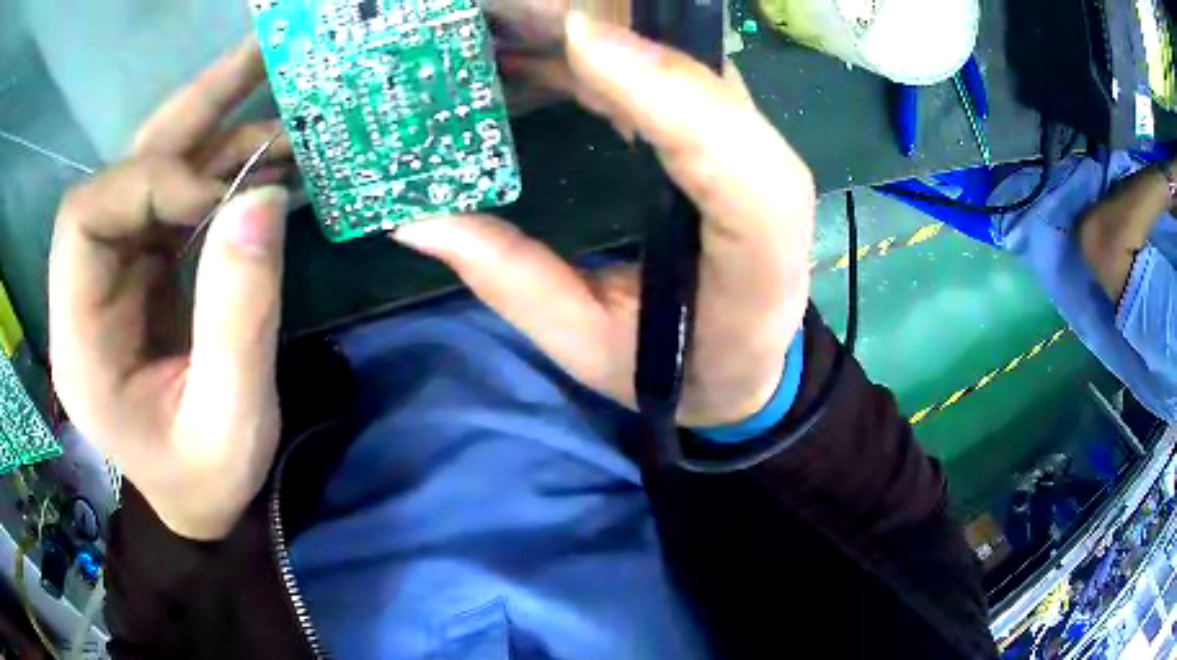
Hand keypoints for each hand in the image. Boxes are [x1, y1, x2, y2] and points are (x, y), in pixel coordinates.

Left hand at [49, 38, 292, 539]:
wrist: (202, 500)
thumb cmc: (208, 479)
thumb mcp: (231, 421)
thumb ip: (239, 318)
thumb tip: (262, 200)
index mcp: (81, 341)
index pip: (85, 220)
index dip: (147, 184)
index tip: (216, 198)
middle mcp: (87, 292)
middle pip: (120, 175)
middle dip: (186, 114)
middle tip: (257, 60)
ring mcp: (117, 275)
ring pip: (153, 174)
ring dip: (213, 128)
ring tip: (276, 89)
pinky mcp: (146, 271)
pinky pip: (179, 200)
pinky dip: (223, 171)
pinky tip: (268, 158)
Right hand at [396, 14, 815, 427]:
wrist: (743, 359)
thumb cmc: (680, 369)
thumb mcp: (592, 347)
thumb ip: (513, 281)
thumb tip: (417, 217)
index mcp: (756, 250)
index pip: (734, 157)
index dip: (662, 87)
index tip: (576, 36)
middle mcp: (765, 179)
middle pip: (698, 74)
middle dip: (597, 23)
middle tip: (494, 8)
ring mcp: (743, 144)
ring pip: (673, 57)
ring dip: (583, 27)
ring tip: (493, 20)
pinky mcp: (713, 130)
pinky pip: (654, 71)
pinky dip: (589, 51)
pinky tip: (526, 49)